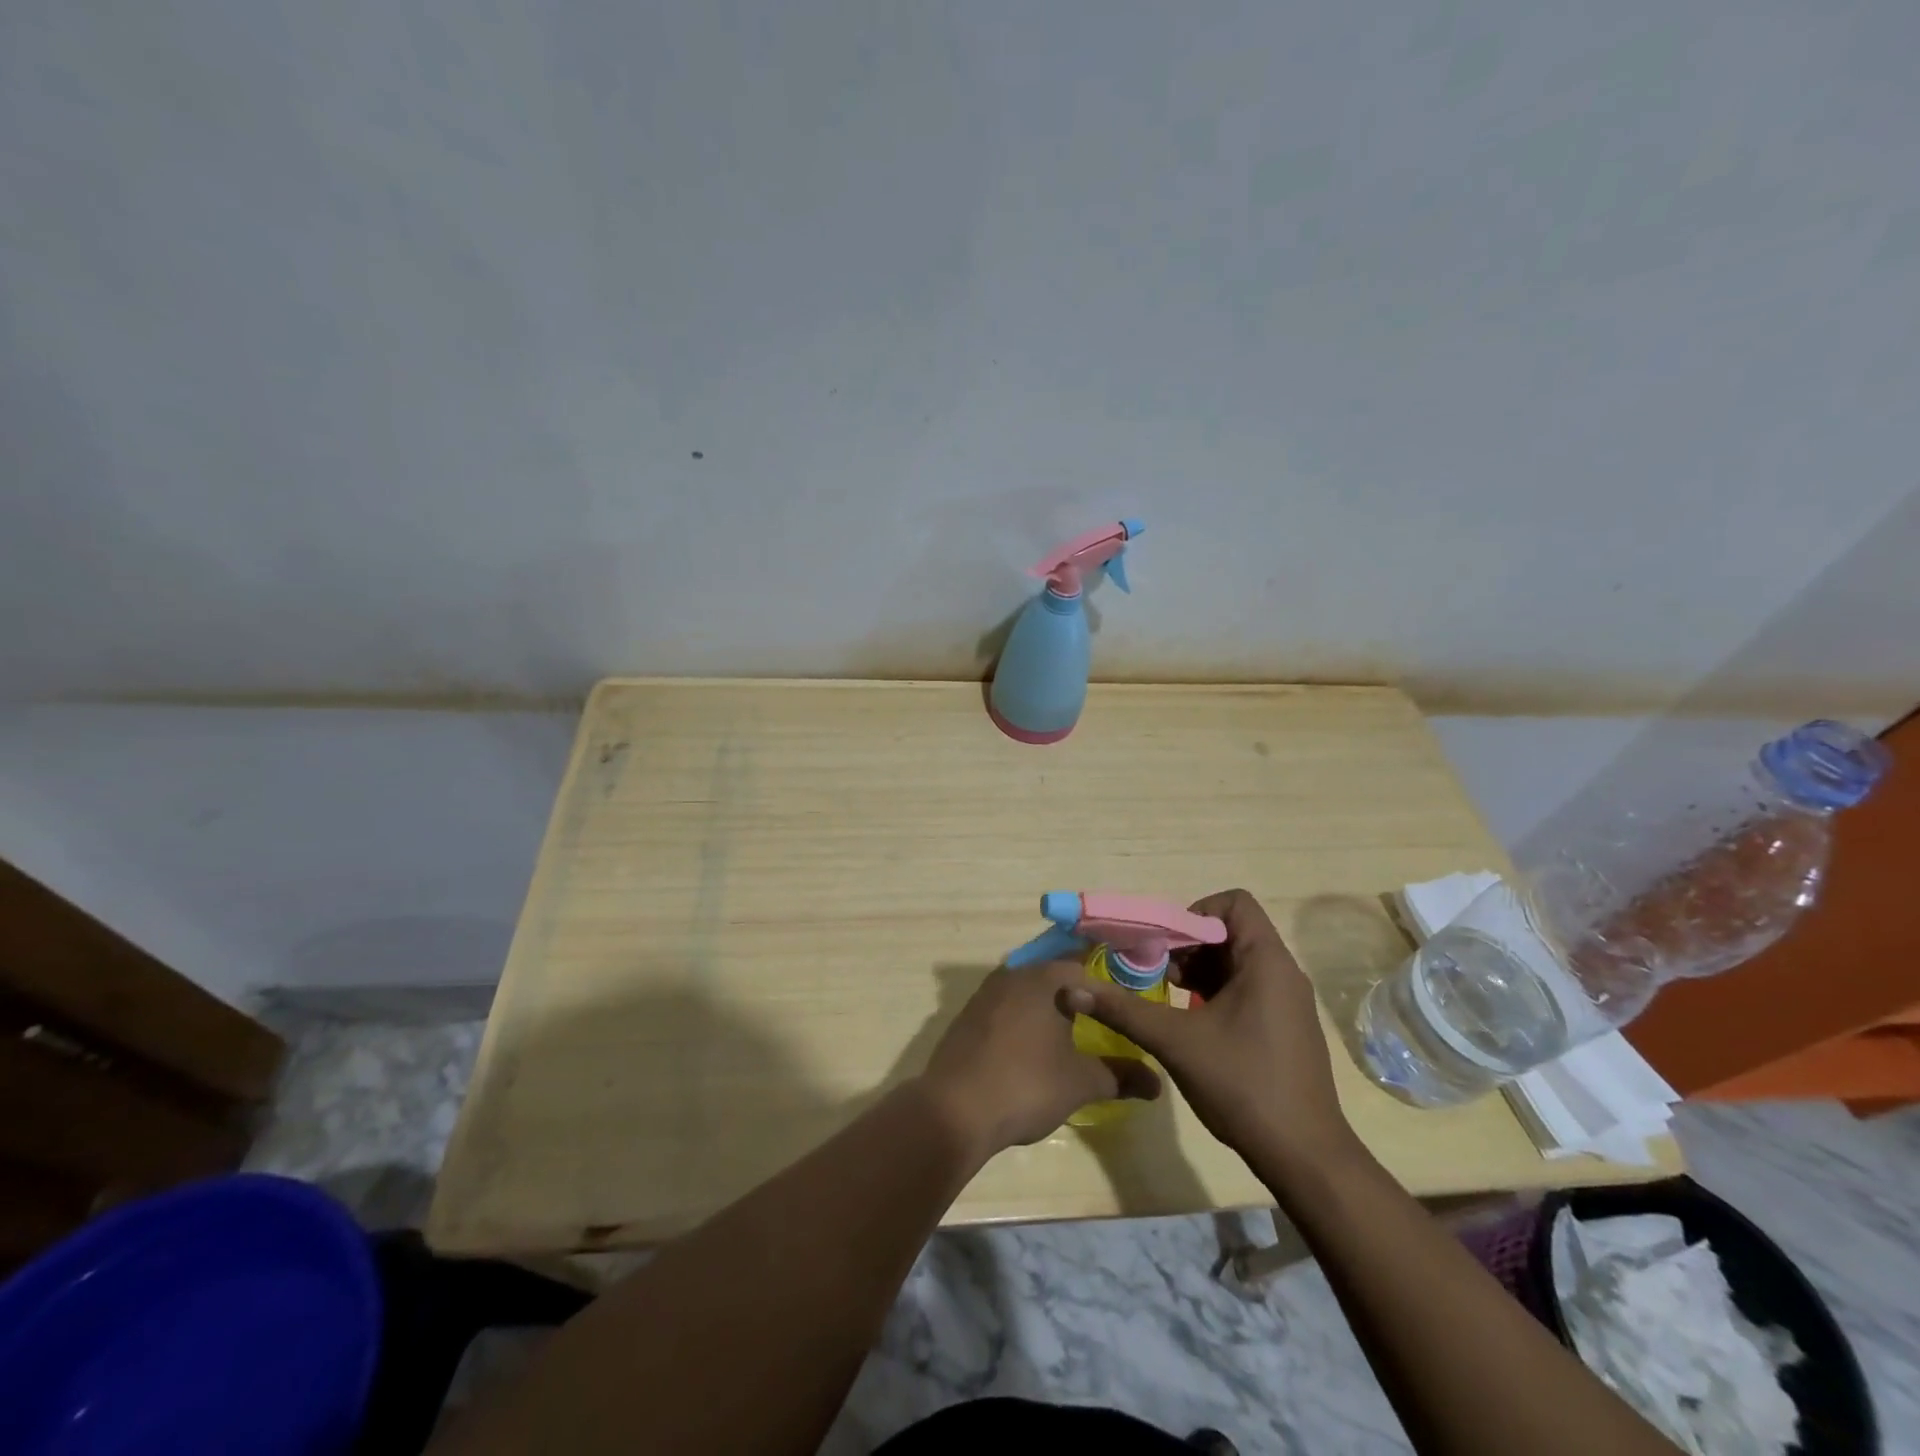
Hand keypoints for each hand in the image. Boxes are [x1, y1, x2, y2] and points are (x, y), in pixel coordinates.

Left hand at [919, 960, 1160, 1158]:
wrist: (955, 1110)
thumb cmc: (1026, 1084)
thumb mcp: (1081, 1082)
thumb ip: (1119, 1076)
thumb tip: (1156, 1083)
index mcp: (1044, 979)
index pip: (1086, 969)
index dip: (1109, 989)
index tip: (1127, 1008)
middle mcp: (1013, 975)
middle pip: (1054, 977)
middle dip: (1078, 996)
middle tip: (1103, 1020)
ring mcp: (985, 994)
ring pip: (1028, 992)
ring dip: (1049, 1008)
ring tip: (1071, 1033)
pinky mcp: (967, 1017)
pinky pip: (1005, 1009)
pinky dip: (1023, 1021)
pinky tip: (1032, 1047)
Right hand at [1061, 889, 1355, 1172]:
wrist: (1304, 1156)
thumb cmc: (1242, 1085)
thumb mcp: (1175, 1041)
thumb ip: (1122, 1009)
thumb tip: (1070, 988)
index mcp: (1267, 962)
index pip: (1234, 902)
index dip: (1195, 912)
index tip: (1166, 944)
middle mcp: (1283, 973)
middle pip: (1231, 931)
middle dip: (1188, 944)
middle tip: (1156, 971)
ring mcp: (1287, 1002)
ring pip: (1236, 962)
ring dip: (1198, 970)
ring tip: (1166, 996)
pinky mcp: (1284, 1026)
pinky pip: (1246, 988)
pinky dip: (1214, 992)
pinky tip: (1189, 1021)